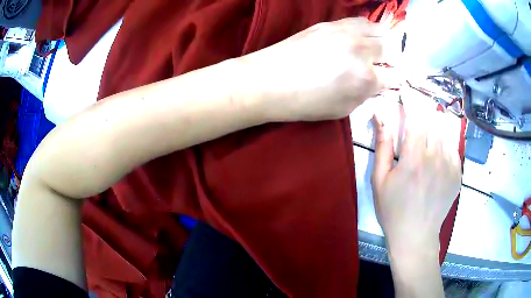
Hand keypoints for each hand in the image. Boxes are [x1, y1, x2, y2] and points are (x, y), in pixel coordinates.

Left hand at [240, 18, 390, 121]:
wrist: (268, 81)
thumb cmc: (305, 103)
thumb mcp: (342, 109)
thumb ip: (366, 94)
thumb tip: (377, 83)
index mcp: (365, 78)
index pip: (395, 75)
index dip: (396, 79)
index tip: (392, 80)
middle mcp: (360, 50)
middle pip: (391, 46)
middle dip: (392, 57)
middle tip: (384, 64)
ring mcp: (344, 32)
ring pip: (377, 27)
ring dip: (381, 38)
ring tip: (374, 48)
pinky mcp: (329, 23)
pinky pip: (357, 20)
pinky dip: (364, 28)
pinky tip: (357, 37)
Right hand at [371, 109, 461, 252]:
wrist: (416, 235)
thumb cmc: (393, 209)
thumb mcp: (379, 180)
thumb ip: (383, 145)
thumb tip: (380, 115)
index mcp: (414, 158)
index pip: (416, 116)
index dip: (411, 100)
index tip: (406, 91)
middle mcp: (436, 157)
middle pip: (433, 119)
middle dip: (424, 110)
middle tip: (416, 114)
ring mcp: (450, 165)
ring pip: (445, 131)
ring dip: (434, 126)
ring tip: (426, 135)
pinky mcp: (457, 173)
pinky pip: (452, 147)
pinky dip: (444, 143)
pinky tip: (436, 155)